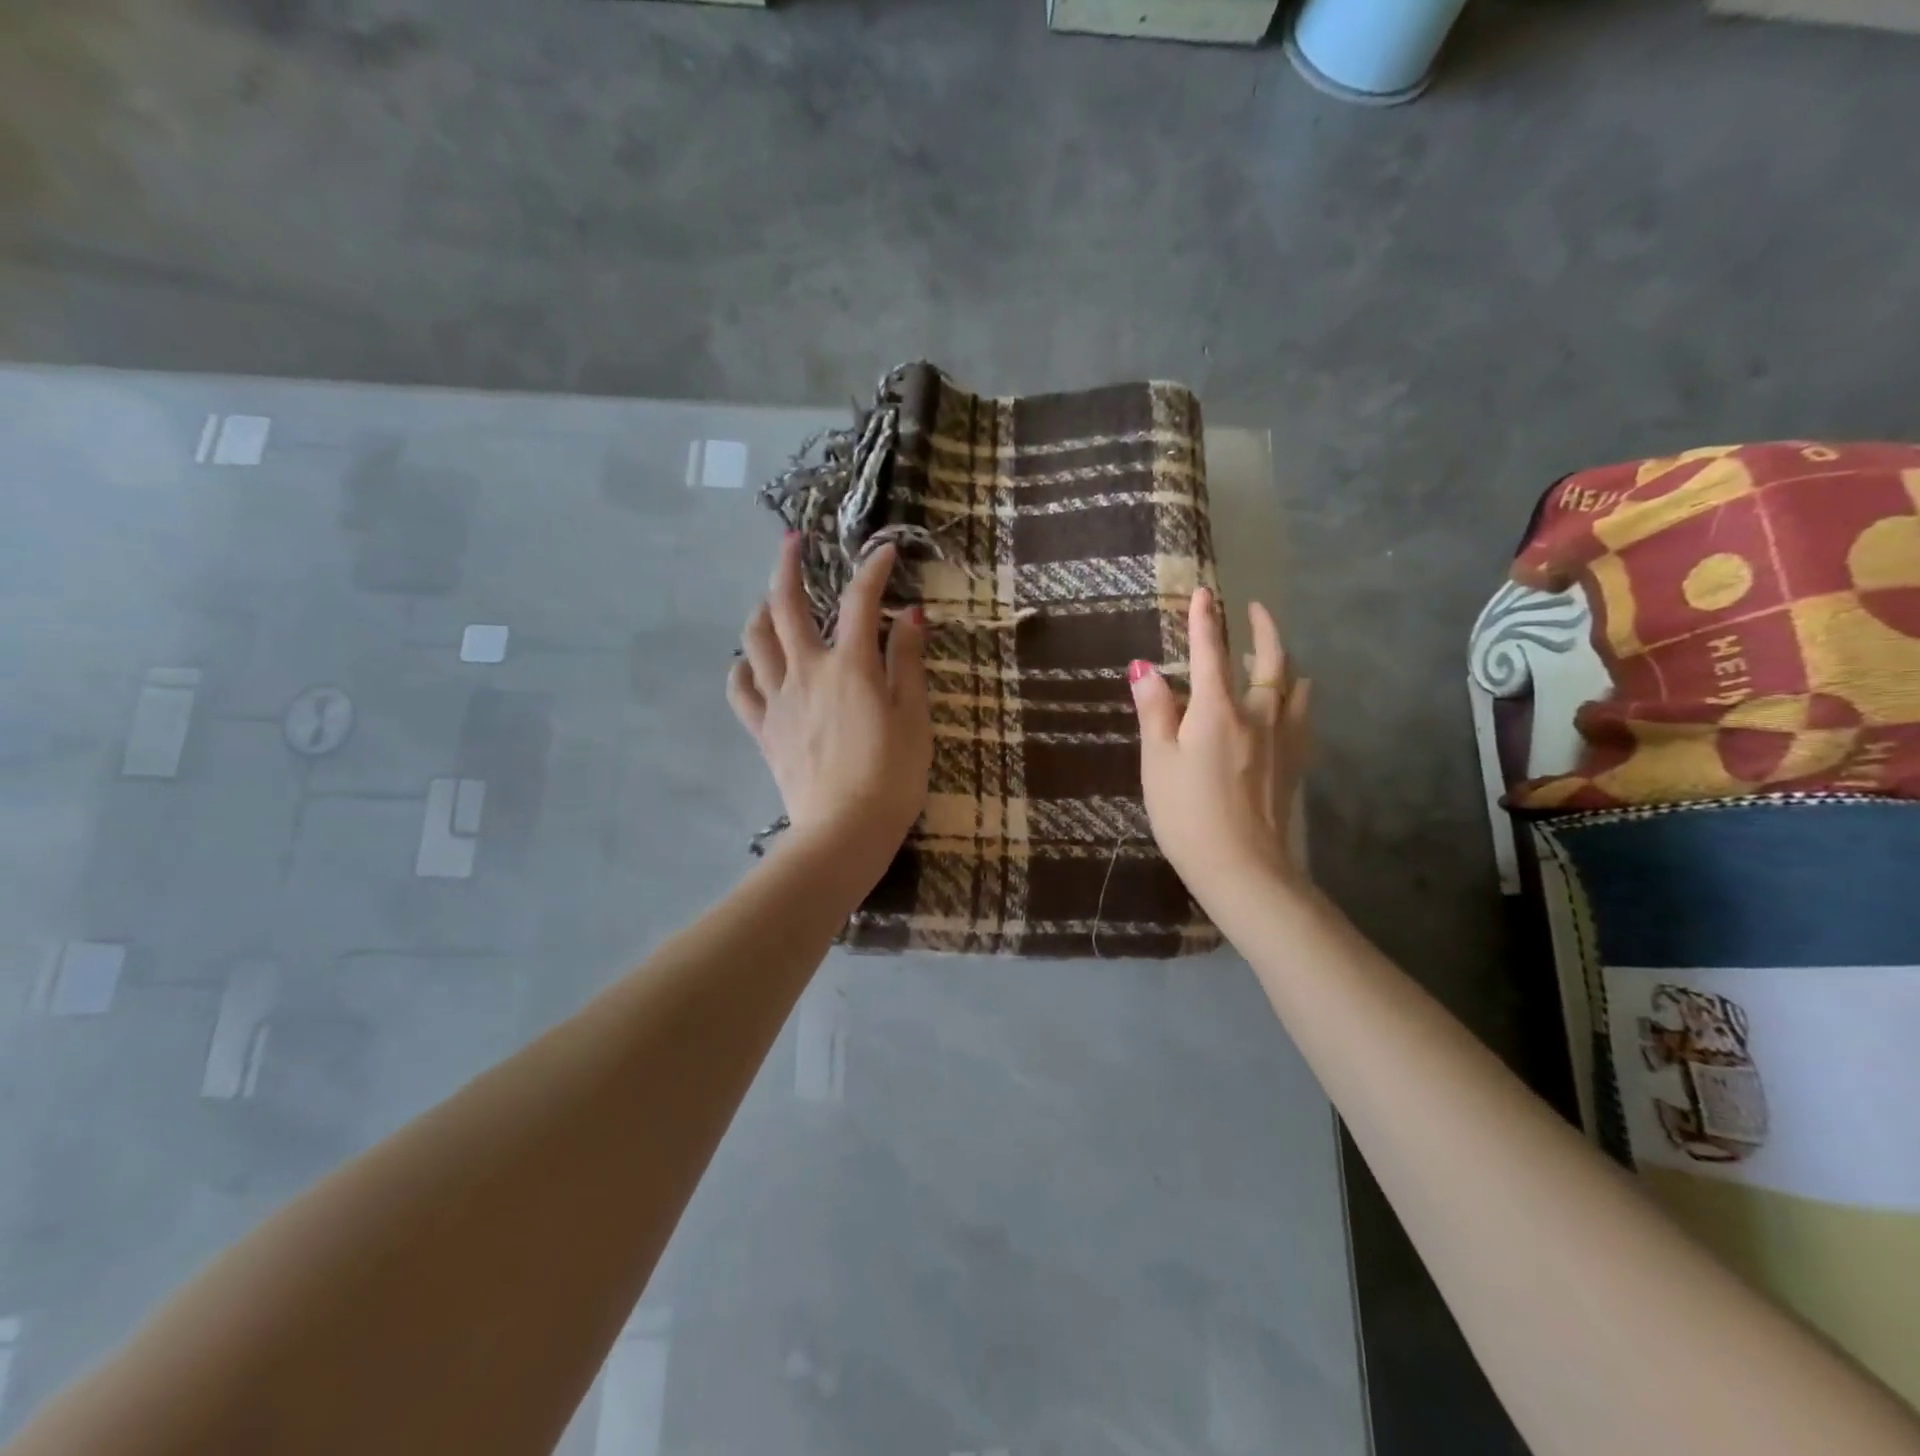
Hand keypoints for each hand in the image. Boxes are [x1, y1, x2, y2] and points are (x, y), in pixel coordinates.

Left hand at [727, 536, 932, 856]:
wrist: (845, 830)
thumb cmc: (892, 776)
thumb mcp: (914, 717)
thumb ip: (908, 662)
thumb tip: (909, 614)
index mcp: (850, 666)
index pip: (860, 601)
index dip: (873, 569)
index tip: (885, 551)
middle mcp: (807, 671)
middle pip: (787, 606)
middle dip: (789, 565)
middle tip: (793, 541)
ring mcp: (779, 700)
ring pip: (755, 640)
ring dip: (760, 610)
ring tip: (769, 599)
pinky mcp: (764, 730)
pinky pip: (741, 690)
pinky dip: (741, 667)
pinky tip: (748, 662)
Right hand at [1129, 588, 1311, 897]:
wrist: (1242, 867)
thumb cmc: (1187, 814)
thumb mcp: (1158, 762)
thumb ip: (1154, 711)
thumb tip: (1144, 667)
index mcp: (1217, 711)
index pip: (1211, 653)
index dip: (1206, 620)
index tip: (1205, 592)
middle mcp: (1258, 714)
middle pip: (1270, 660)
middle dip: (1262, 629)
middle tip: (1254, 609)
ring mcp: (1283, 739)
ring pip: (1295, 686)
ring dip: (1284, 661)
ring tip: (1272, 656)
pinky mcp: (1295, 764)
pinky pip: (1303, 717)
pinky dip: (1297, 698)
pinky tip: (1290, 706)